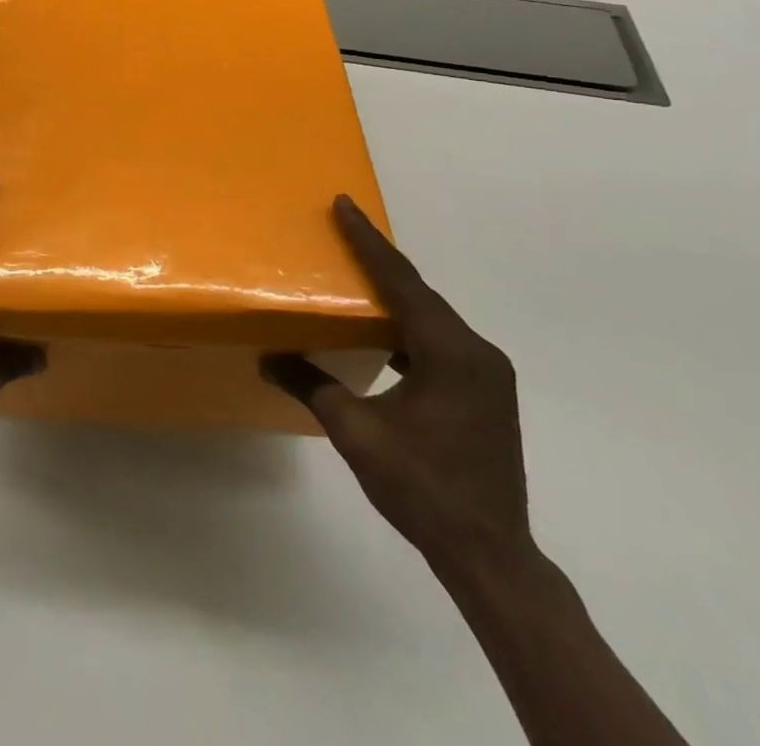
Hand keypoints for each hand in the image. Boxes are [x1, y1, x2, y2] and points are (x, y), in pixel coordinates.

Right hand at [263, 197, 530, 578]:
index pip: (401, 282)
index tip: (344, 204)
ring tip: (357, 275)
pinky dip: (410, 328)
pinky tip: (384, 335)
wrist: (490, 554)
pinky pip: (441, 342)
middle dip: (380, 261)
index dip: (368, 241)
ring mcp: (487, 374)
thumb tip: (268, 359)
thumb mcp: (356, 432)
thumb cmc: (422, 487)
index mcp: (450, 352)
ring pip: (432, 317)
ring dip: (396, 295)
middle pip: (420, 293)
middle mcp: (476, 352)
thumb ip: (312, 386)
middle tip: (344, 229)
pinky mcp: (487, 393)